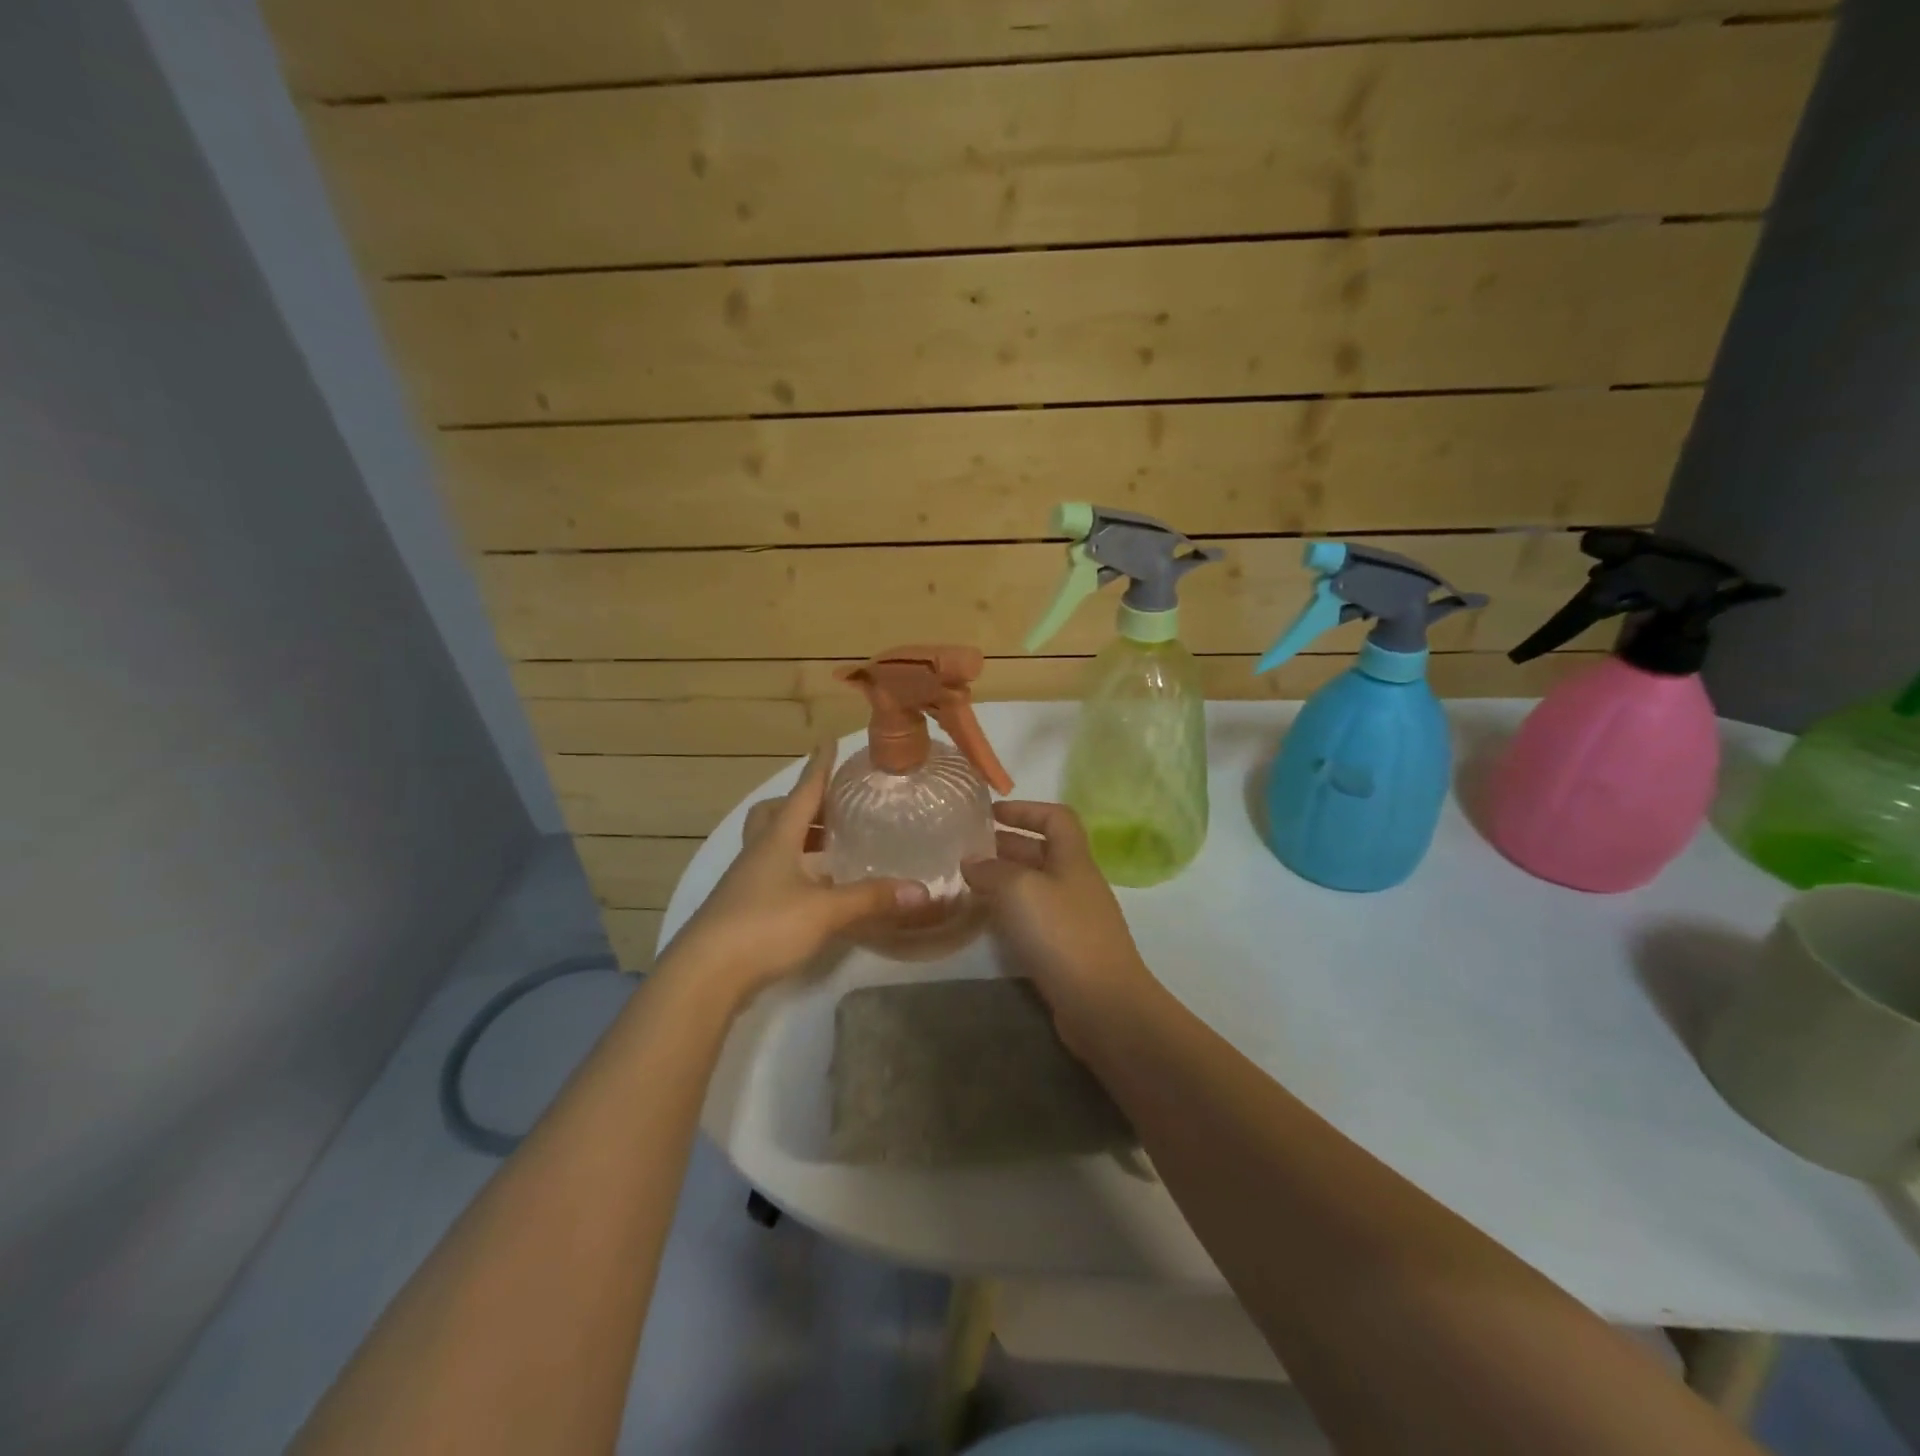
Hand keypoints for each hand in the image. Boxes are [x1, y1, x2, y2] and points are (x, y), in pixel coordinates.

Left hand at [666, 743, 928, 1001]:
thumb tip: (921, 891)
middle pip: (775, 814)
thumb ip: (871, 899)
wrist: (704, 976)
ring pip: (770, 845)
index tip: (829, 741)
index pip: (802, 793)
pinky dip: (793, 871)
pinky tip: (814, 891)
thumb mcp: (825, 911)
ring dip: (798, 839)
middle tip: (832, 809)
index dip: (818, 767)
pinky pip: (769, 874)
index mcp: (777, 840)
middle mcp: (758, 853)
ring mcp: (745, 881)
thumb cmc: (764, 927)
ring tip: (831, 850)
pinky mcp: (740, 909)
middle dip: (802, 805)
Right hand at [961, 801, 1160, 1056]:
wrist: (1103, 1004)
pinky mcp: (1068, 949)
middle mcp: (1077, 883)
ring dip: (1006, 879)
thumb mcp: (1020, 890)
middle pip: (1044, 851)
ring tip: (969, 882)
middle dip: (1007, 845)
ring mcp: (1075, 918)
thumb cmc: (1062, 934)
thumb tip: (972, 862)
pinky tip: (988, 920)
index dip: (1026, 809)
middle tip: (968, 849)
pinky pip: (1036, 917)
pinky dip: (1012, 911)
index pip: (1056, 817)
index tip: (991, 813)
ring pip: (1037, 886)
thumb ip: (992, 870)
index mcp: (1073, 859)